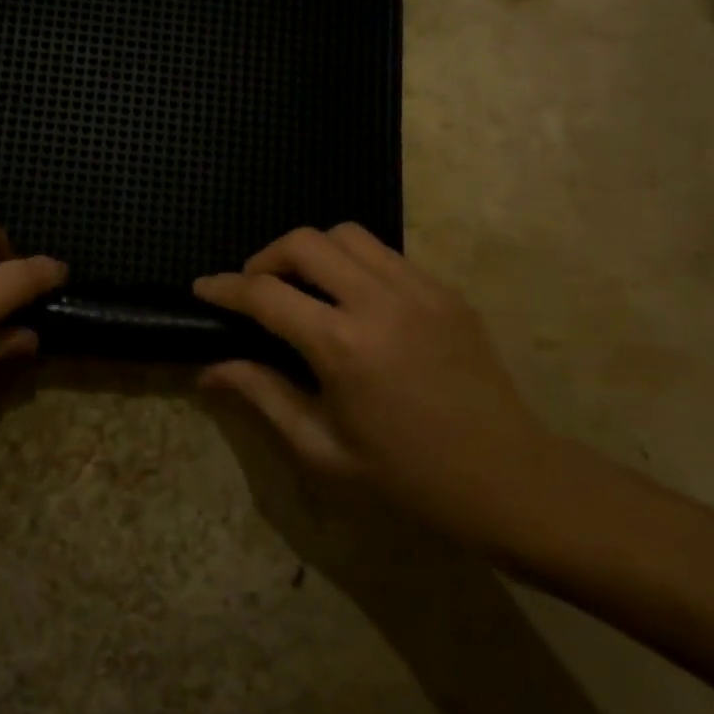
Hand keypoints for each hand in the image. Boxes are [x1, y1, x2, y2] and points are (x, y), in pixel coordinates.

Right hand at [194, 224, 555, 543]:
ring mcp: (418, 289)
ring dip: (311, 251)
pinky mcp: (444, 290)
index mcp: (343, 346)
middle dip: (266, 258)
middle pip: (304, 242)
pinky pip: (384, 253)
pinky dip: (352, 262)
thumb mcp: (322, 448)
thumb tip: (209, 369)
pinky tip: (352, 299)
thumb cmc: (408, 478)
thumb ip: (262, 396)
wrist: (510, 479)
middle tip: (256, 290)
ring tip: (303, 287)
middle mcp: (379, 301)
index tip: (202, 288)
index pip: (265, 294)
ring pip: (346, 234)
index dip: (225, 287)